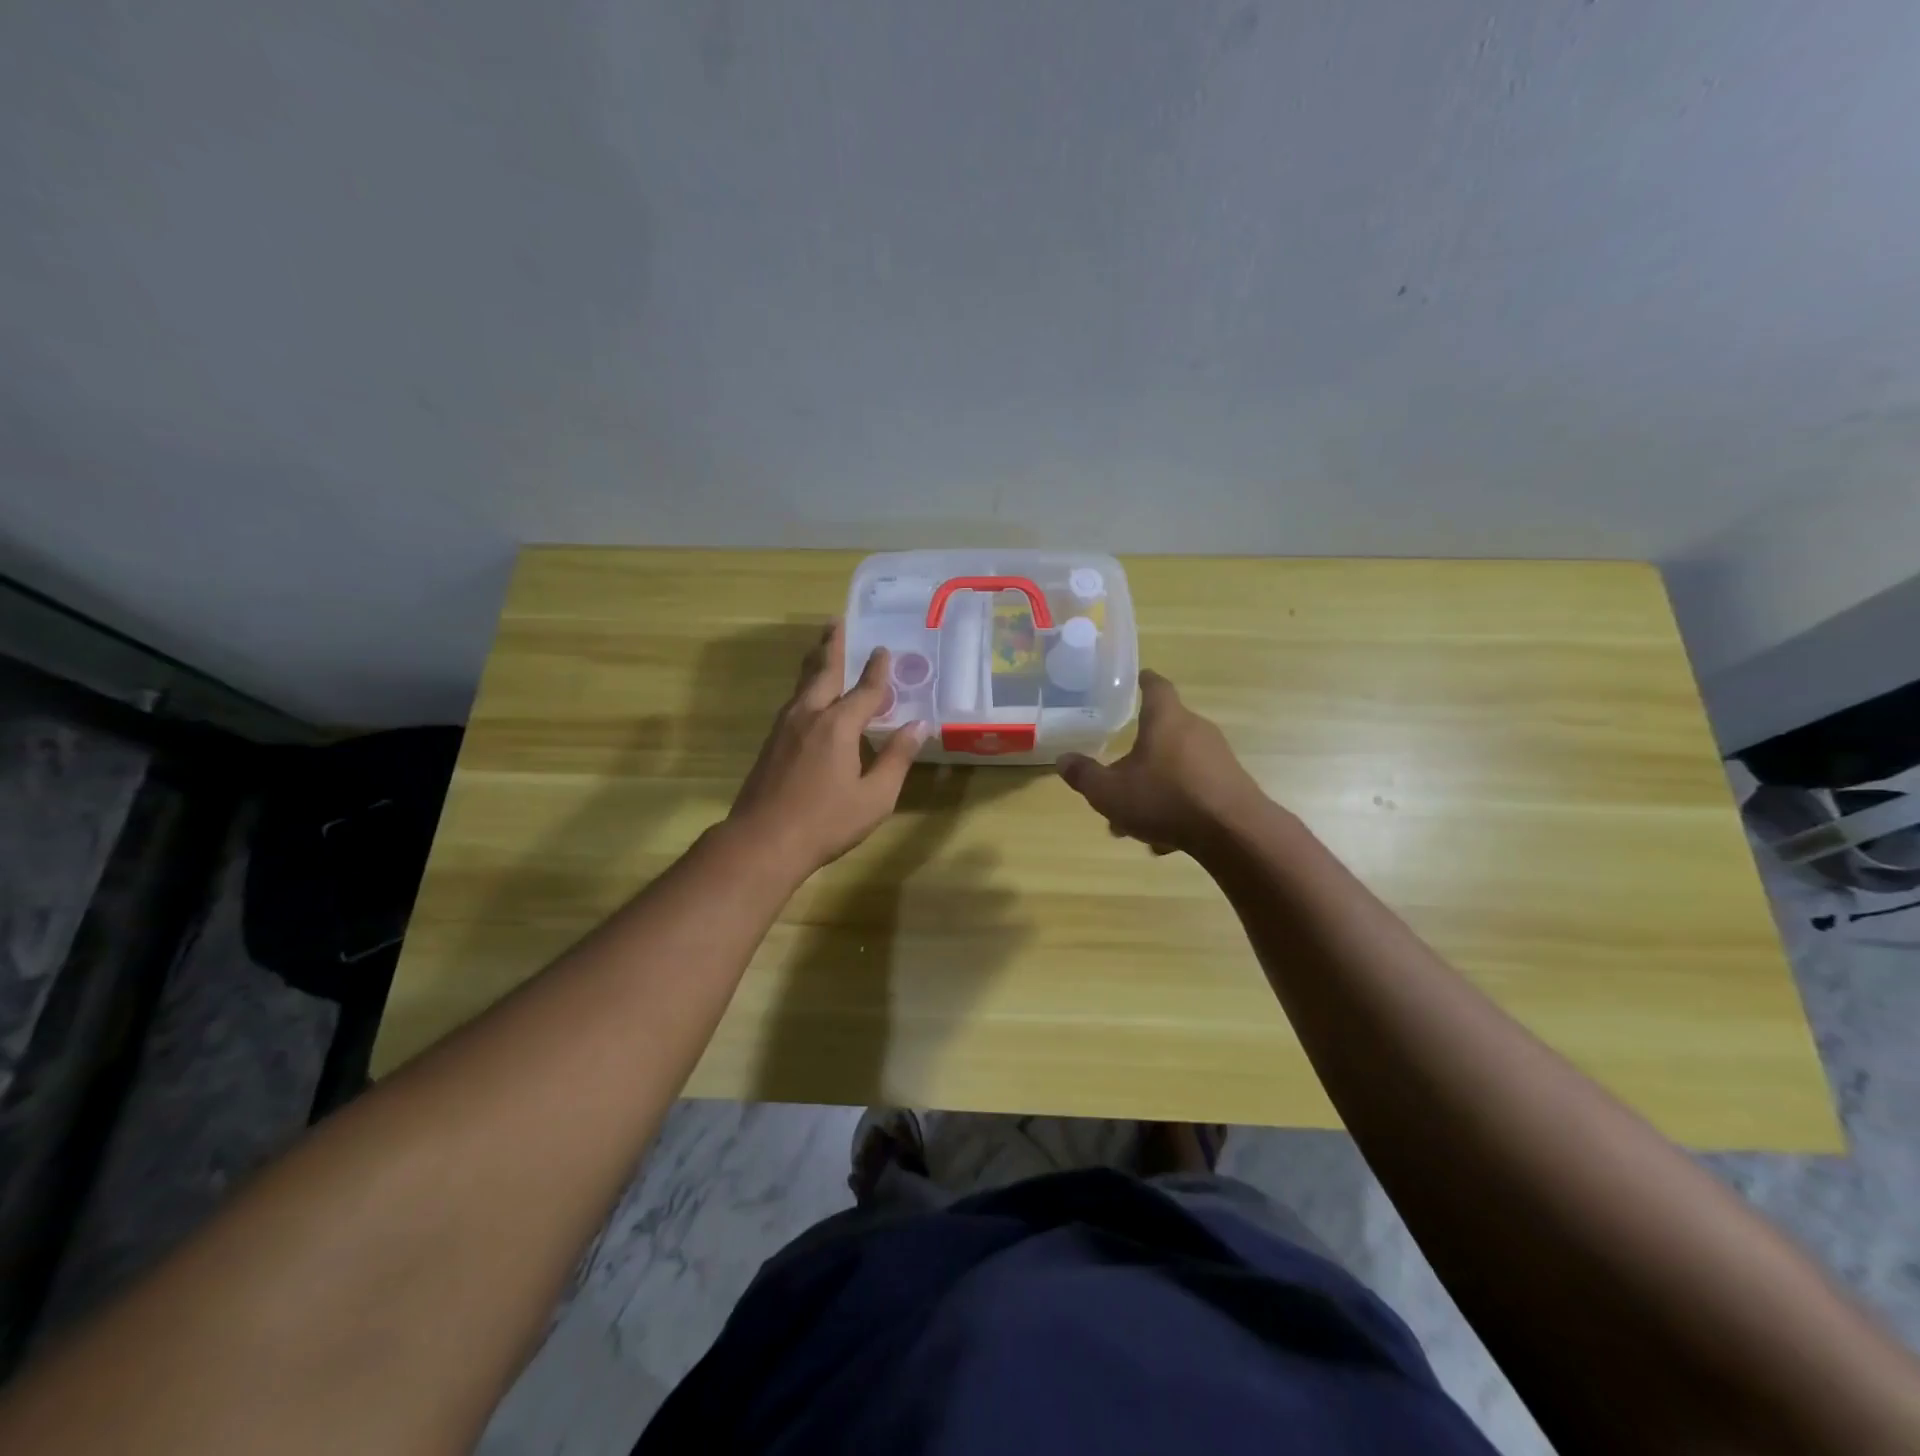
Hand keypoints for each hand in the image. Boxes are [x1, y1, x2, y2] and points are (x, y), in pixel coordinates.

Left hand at [729, 620, 929, 873]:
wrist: (762, 841)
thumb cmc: (826, 822)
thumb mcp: (875, 797)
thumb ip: (897, 758)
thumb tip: (918, 726)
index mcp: (838, 725)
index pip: (865, 690)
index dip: (878, 670)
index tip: (884, 650)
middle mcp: (809, 715)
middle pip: (823, 671)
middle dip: (833, 645)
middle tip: (837, 621)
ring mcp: (785, 727)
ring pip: (803, 684)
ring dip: (816, 662)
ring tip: (823, 647)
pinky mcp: (771, 741)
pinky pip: (794, 701)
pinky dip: (807, 686)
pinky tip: (810, 695)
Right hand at [1057, 670, 1263, 855]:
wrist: (1233, 833)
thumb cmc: (1165, 799)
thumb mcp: (1110, 792)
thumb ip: (1084, 775)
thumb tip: (1063, 760)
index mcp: (1166, 719)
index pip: (1155, 686)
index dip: (1143, 681)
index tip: (1136, 679)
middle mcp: (1195, 729)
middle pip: (1162, 732)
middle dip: (1136, 756)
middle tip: (1115, 778)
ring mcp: (1217, 757)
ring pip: (1175, 766)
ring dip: (1154, 788)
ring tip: (1134, 823)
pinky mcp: (1231, 784)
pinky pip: (1194, 789)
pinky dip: (1176, 806)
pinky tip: (1164, 840)